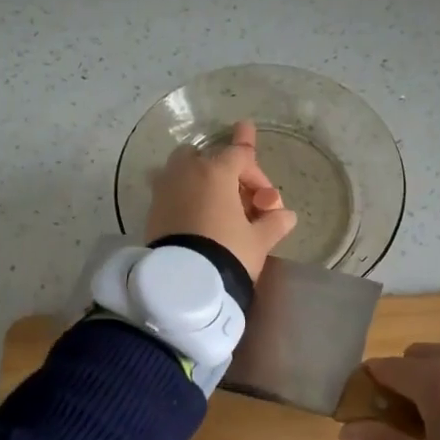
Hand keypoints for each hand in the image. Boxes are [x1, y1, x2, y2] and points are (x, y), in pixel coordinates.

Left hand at [145, 119, 297, 280]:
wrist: (184, 283)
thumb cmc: (227, 252)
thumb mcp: (259, 240)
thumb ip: (275, 222)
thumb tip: (287, 216)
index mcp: (216, 171)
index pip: (241, 156)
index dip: (258, 175)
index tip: (267, 202)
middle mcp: (187, 171)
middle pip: (209, 156)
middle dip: (226, 172)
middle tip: (240, 199)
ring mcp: (165, 188)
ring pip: (184, 169)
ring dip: (201, 180)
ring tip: (214, 204)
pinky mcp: (152, 208)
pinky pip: (171, 190)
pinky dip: (184, 196)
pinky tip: (196, 217)